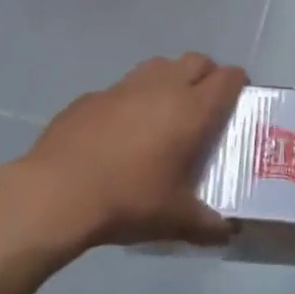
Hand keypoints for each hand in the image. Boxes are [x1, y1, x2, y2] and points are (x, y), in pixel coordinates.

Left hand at [13, 53, 247, 251]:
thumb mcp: (175, 220)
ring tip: (164, 112)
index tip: (238, 100)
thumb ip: (208, 225)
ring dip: (170, 79)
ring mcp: (125, 86)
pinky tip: (121, 130)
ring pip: (159, 65)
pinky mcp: (93, 95)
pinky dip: (132, 99)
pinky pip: (123, 87)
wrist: (57, 192)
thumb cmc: (129, 200)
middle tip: (204, 106)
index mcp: (192, 109)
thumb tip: (229, 233)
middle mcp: (163, 86)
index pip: (228, 77)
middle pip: (196, 60)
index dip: (238, 84)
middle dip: (206, 75)